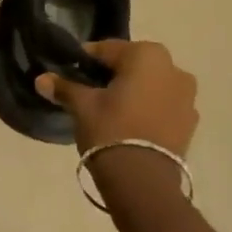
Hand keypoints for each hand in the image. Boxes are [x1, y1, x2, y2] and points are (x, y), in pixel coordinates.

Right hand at [35, 39, 197, 157]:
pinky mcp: (191, 124)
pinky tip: (132, 125)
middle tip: (91, 91)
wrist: (144, 182)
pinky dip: (149, 109)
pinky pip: (164, 106)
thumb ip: (64, 88)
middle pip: (133, 65)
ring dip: (135, 91)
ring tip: (112, 110)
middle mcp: (173, 68)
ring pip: (152, 85)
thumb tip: (41, 79)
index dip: (87, 61)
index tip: (72, 72)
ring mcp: (187, 97)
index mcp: (147, 55)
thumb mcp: (82, 106)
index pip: (107, 50)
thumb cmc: (111, 130)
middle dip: (114, 74)